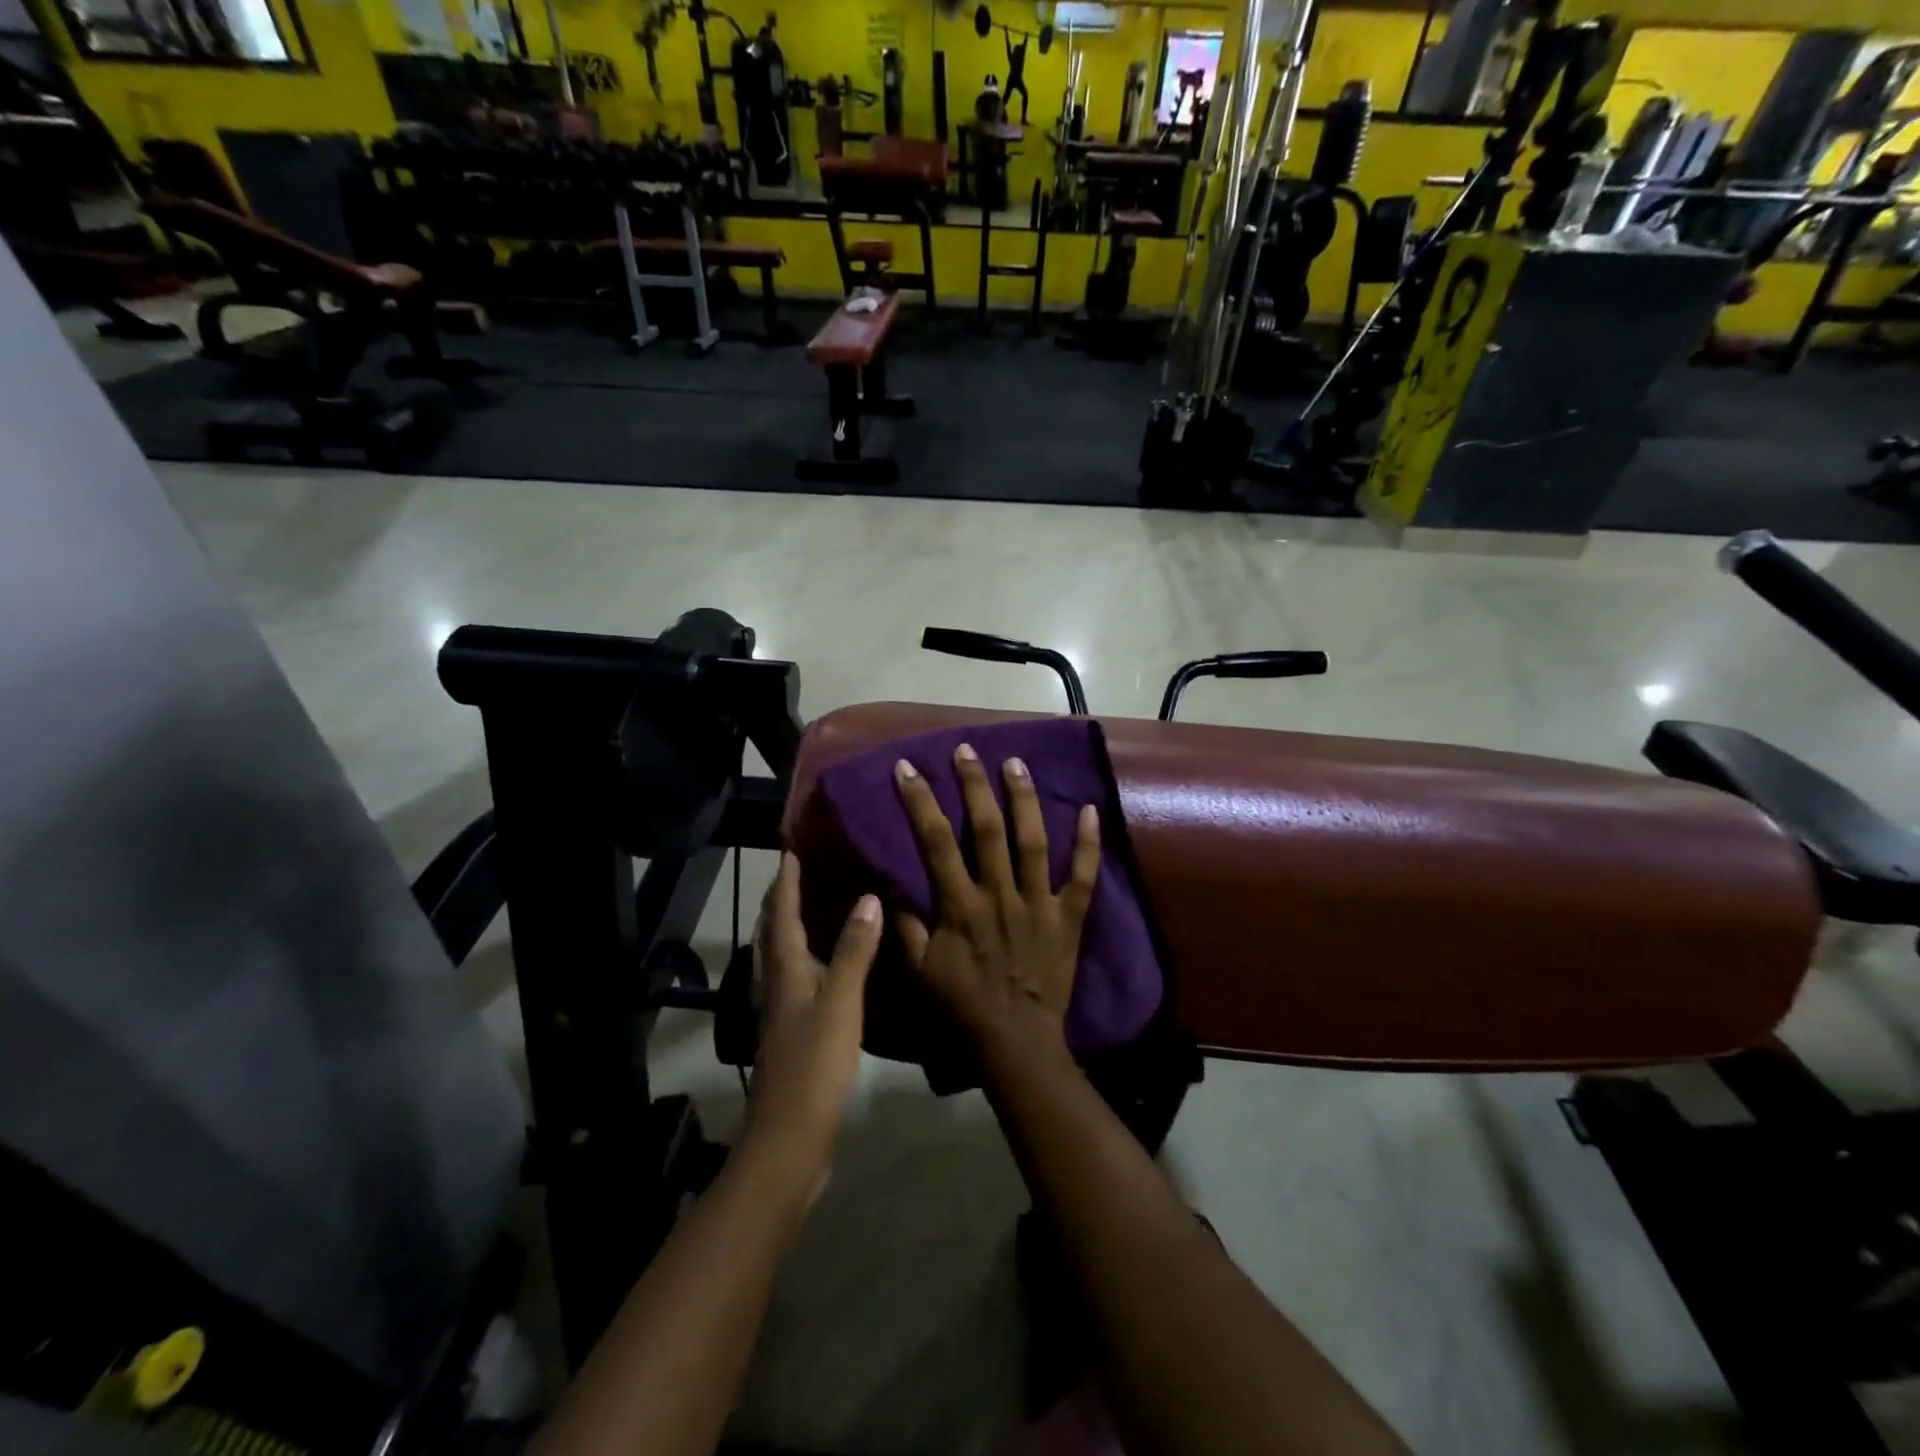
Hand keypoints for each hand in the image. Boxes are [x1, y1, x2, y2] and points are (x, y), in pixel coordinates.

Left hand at [741, 854, 881, 1209]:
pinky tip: (830, 962)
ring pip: (783, 953)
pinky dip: (808, 954)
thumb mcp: (841, 1001)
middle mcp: (777, 981)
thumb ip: (854, 949)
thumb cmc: (814, 1062)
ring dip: (792, 923)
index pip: (780, 910)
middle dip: (783, 896)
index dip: (785, 878)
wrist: (790, 1136)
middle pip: (773, 929)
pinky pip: (798, 976)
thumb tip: (868, 896)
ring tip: (818, 902)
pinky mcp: (793, 1029)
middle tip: (805, 867)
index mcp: (784, 969)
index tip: (793, 845)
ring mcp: (782, 1008)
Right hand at [892, 744, 1100, 1059]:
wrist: (1016, 1041)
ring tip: (1015, 762)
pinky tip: (1091, 809)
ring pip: (1033, 841)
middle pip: (986, 828)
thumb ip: (905, 925)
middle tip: (966, 749)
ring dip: (1023, 798)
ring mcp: (1039, 903)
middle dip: (973, 784)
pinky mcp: (1070, 916)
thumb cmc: (963, 1005)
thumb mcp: (920, 970)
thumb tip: (893, 883)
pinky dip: (1089, 843)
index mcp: (961, 905)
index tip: (907, 768)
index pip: (935, 841)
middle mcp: (1000, 894)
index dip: (920, 801)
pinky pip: (1083, 876)